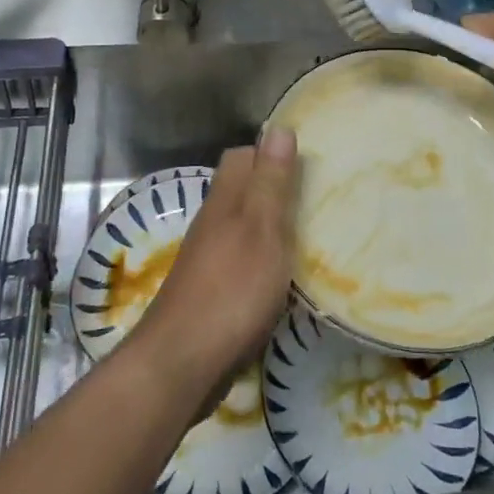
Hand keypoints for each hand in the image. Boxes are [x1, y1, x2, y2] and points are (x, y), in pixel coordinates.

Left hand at [129, 128, 299, 399]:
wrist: (180, 365)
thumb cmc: (231, 291)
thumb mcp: (262, 230)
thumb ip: (270, 182)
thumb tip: (278, 127)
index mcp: (225, 200)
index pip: (243, 157)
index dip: (270, 153)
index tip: (305, 162)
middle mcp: (212, 223)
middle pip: (242, 190)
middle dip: (273, 188)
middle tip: (313, 199)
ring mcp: (208, 259)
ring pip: (241, 226)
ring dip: (269, 226)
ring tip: (307, 236)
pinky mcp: (210, 293)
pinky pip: (240, 260)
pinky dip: (262, 260)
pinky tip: (281, 278)